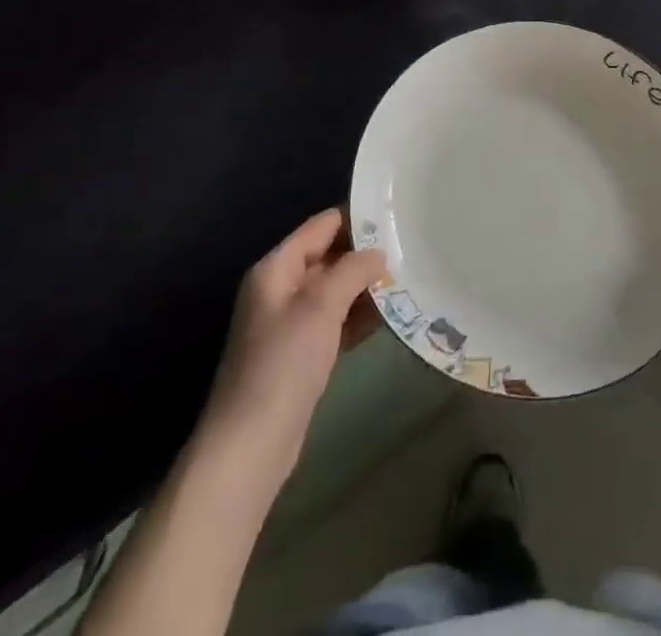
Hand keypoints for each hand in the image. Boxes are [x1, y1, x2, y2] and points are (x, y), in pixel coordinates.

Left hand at [201, 208, 384, 477]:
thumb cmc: (284, 364)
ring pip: (335, 291)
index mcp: (276, 268)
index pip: (321, 226)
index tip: (395, 214)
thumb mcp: (321, 306)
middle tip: (409, 248)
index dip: (356, 217)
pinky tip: (390, 316)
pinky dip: (359, 316)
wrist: (251, 445)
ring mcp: (290, 323)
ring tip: (409, 278)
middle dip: (365, 254)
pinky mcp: (301, 354)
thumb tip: (378, 252)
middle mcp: (281, 288)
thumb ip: (352, 270)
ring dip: (366, 287)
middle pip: (329, 257)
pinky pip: (335, 321)